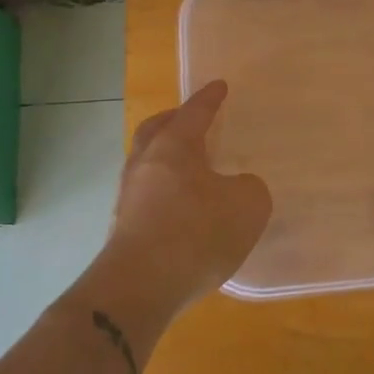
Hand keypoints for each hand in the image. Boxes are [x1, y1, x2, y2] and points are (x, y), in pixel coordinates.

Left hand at [101, 80, 271, 313]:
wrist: (139, 287)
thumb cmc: (196, 233)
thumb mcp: (247, 206)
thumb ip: (250, 189)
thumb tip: (238, 189)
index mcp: (174, 146)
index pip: (194, 112)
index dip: (210, 99)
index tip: (219, 86)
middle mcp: (145, 163)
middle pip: (155, 130)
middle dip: (174, 120)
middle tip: (191, 120)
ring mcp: (128, 197)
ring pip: (146, 164)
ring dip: (166, 160)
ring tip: (189, 170)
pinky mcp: (123, 229)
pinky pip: (145, 196)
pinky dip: (163, 192)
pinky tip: (180, 210)